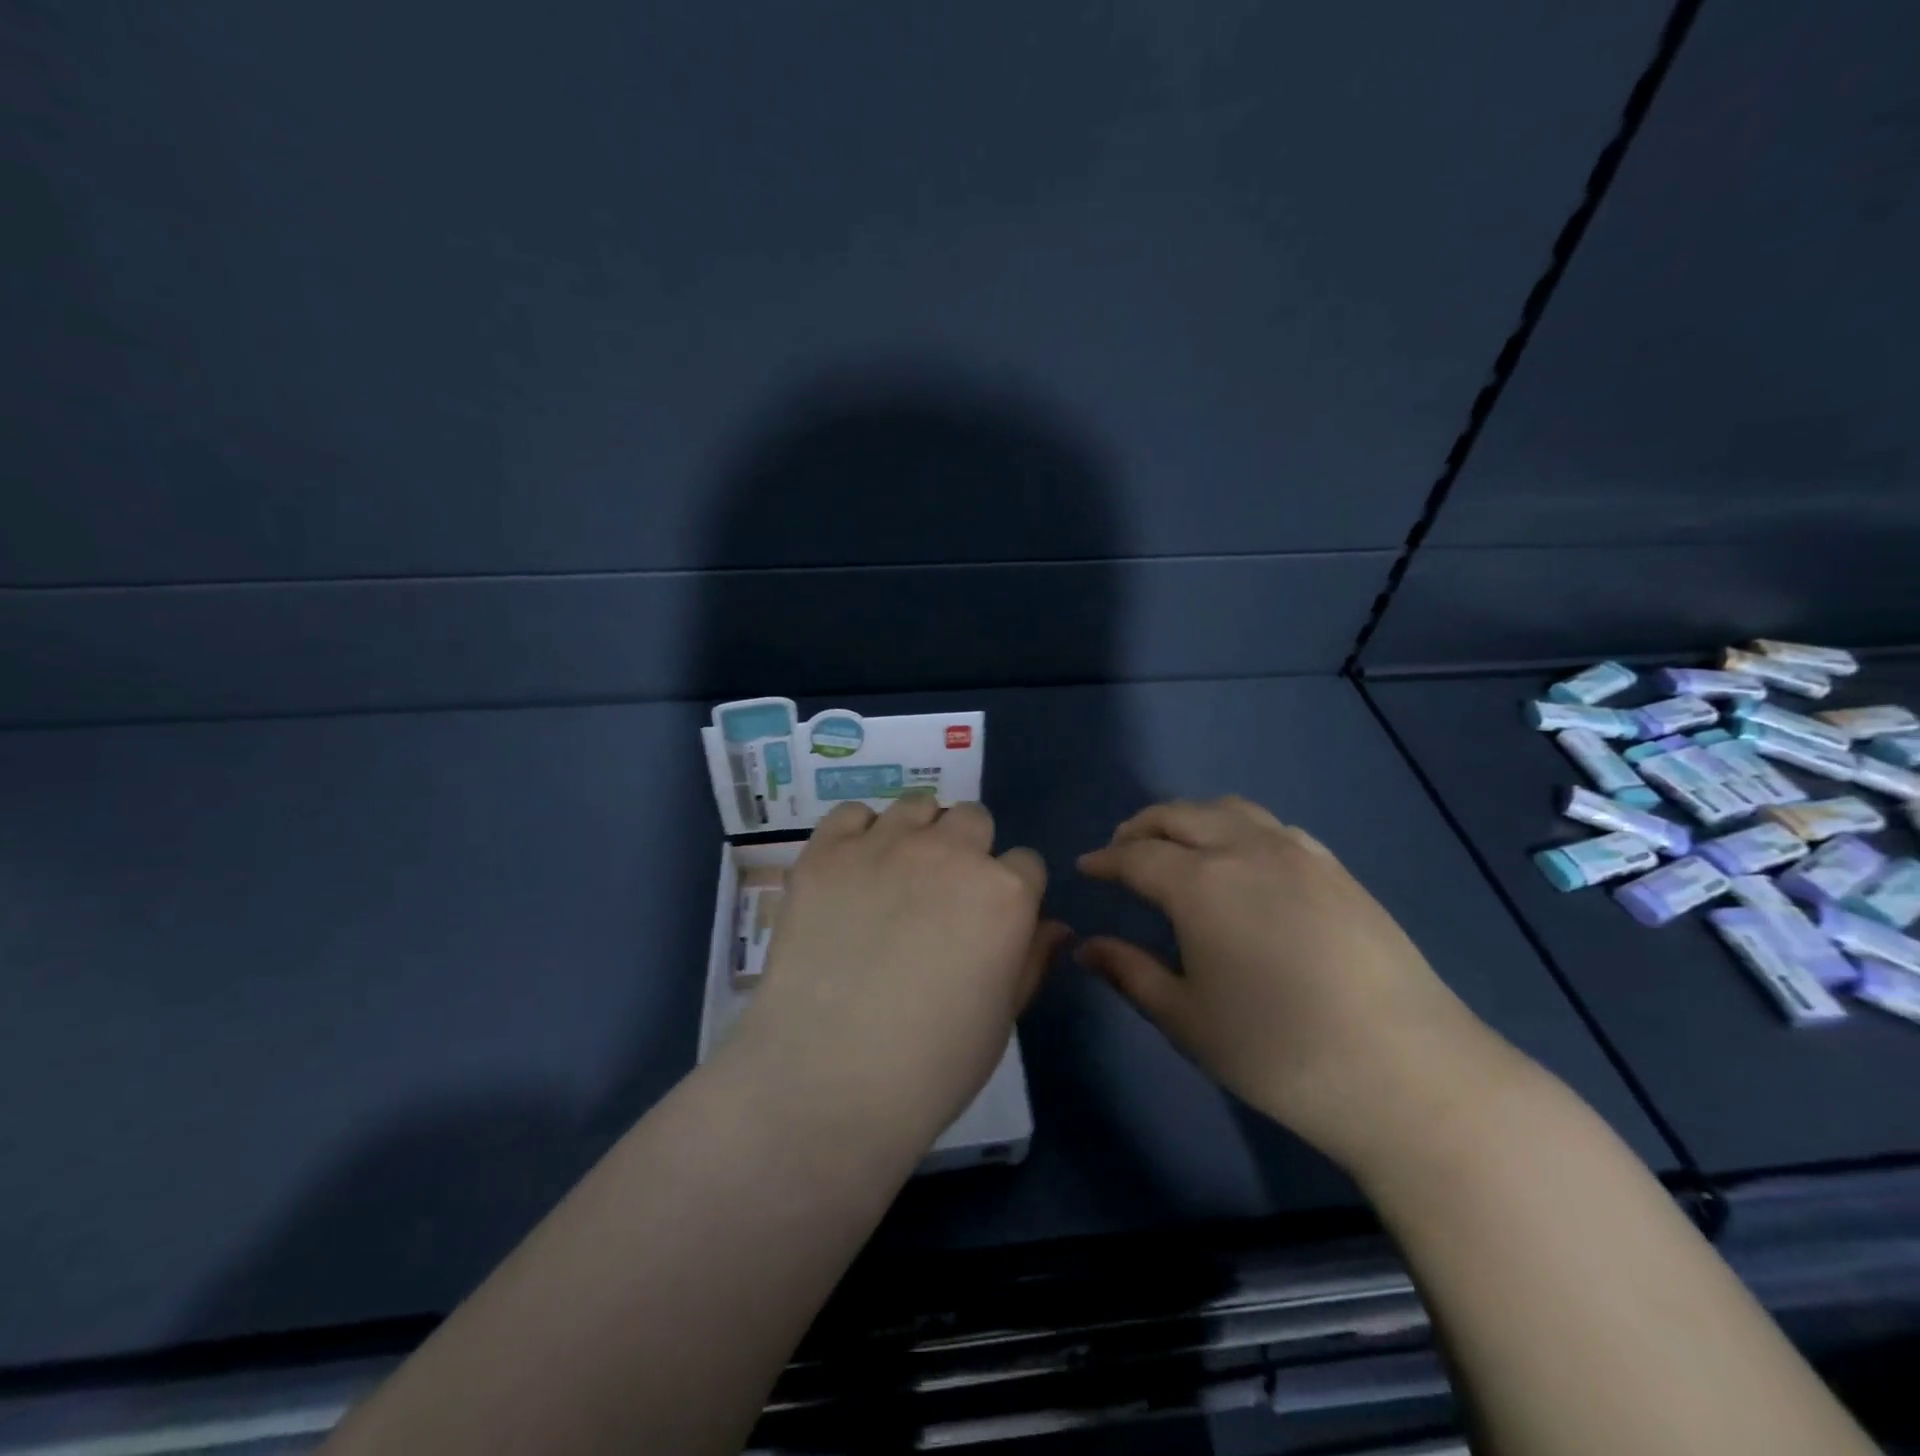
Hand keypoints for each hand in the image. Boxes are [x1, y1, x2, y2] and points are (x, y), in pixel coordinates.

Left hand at [731, 796, 1066, 1148]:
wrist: (829, 1078)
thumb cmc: (932, 1064)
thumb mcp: (1002, 1017)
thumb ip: (1031, 959)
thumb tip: (1055, 926)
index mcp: (1005, 893)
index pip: (1025, 862)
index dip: (1011, 891)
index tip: (990, 919)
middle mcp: (951, 852)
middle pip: (973, 818)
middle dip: (966, 850)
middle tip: (941, 895)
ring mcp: (885, 845)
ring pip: (917, 806)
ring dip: (917, 833)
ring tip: (894, 876)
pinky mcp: (827, 851)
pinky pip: (853, 814)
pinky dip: (858, 834)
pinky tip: (852, 871)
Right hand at [1077, 796, 1498, 1173]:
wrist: (1409, 1073)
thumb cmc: (1279, 1052)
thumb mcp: (1187, 1020)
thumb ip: (1130, 973)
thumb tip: (1086, 946)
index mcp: (1201, 884)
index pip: (1136, 856)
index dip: (1105, 860)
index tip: (1086, 868)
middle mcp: (1246, 850)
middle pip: (1180, 815)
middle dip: (1142, 827)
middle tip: (1121, 849)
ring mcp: (1298, 853)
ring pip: (1228, 810)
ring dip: (1190, 818)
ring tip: (1175, 844)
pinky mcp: (1336, 869)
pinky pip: (1272, 826)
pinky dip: (1237, 827)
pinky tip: (1241, 859)